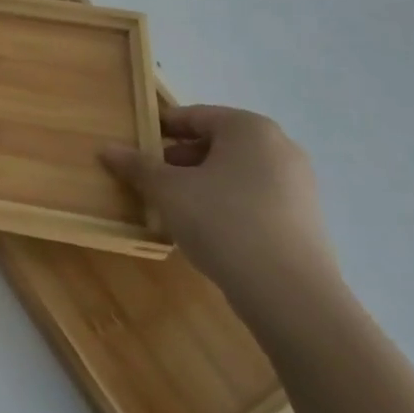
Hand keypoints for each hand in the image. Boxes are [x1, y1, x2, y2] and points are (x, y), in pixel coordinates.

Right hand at [103, 105, 339, 313]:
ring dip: (203, 183)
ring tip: (176, 208)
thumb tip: (106, 149)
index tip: (136, 146)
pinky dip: (229, 205)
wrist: (292, 297)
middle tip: (152, 180)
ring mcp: (299, 185)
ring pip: (236, 173)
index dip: (160, 129)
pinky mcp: (306, 220)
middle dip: (181, 159)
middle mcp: (280, 147)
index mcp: (249, 128)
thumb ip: (137, 166)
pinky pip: (256, 199)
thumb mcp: (169, 191)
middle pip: (217, 143)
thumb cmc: (224, 223)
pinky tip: (209, 231)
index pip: (194, 115)